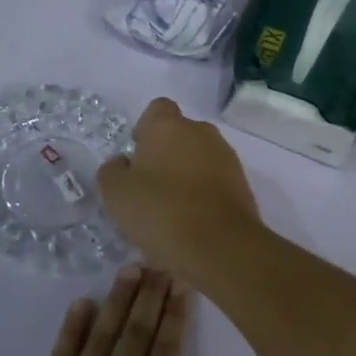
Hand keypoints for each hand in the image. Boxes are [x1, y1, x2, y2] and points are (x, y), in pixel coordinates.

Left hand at [0, 265, 210, 355]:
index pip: (165, 353)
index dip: (175, 316)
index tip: (182, 284)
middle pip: (134, 336)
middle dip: (150, 297)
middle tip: (160, 263)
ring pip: (100, 338)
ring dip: (116, 301)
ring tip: (129, 270)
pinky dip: (72, 329)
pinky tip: (82, 305)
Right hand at [98, 99, 258, 280]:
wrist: (220, 246)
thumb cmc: (161, 211)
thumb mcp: (116, 194)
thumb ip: (113, 171)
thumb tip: (122, 163)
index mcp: (168, 126)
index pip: (156, 110)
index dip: (145, 129)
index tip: (137, 156)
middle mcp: (201, 132)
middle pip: (179, 134)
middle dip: (166, 154)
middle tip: (150, 187)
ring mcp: (226, 157)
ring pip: (199, 158)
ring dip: (186, 175)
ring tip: (172, 210)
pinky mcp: (242, 183)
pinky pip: (215, 181)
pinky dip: (204, 194)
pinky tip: (193, 221)